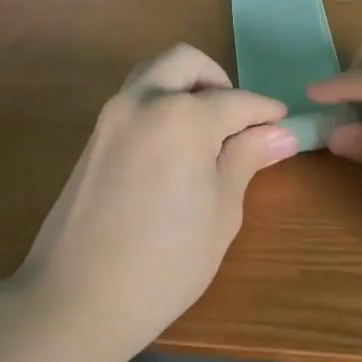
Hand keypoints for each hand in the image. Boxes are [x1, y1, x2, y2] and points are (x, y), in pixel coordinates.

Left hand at [11, 44, 298, 361]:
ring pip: (154, 74)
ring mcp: (110, 116)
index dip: (265, 111)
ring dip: (186, 87)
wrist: (77, 298)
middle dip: (219, 81)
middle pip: (185, 62)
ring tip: (208, 134)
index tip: (284, 123)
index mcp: (181, 116)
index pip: (236, 101)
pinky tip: (175, 149)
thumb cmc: (165, 262)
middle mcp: (142, 100)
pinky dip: (161, 104)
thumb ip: (246, 160)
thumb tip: (279, 133)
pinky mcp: (93, 137)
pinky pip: (134, 100)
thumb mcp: (221, 212)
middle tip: (238, 121)